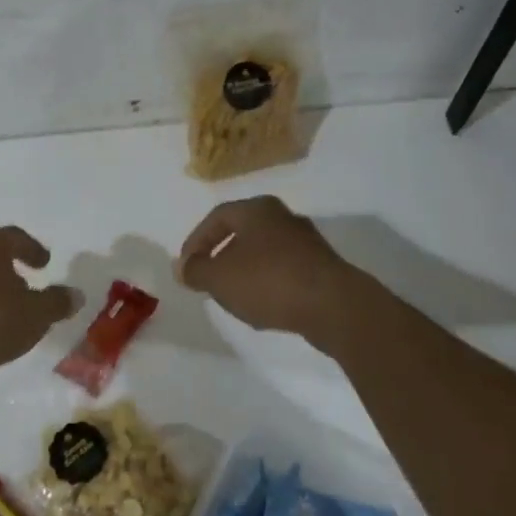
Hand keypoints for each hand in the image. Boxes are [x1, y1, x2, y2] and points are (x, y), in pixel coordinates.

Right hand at [176, 196, 359, 339]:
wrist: (333, 305)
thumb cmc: (268, 281)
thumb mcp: (219, 278)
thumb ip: (195, 271)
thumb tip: (182, 267)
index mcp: (257, 209)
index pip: (217, 217)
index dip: (196, 241)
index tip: (186, 267)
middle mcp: (283, 217)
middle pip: (242, 232)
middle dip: (221, 256)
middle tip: (208, 279)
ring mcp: (307, 242)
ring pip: (264, 252)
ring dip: (245, 271)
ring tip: (233, 296)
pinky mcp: (323, 267)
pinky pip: (284, 270)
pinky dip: (268, 283)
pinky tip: (263, 306)